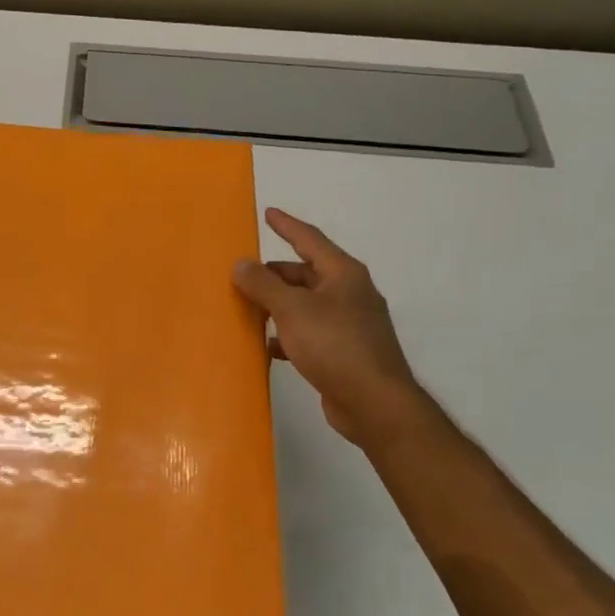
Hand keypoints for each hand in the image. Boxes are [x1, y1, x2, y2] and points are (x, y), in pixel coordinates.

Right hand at [233, 208, 430, 451]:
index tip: (268, 213)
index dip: (287, 225)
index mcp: (343, 274)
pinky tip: (267, 347)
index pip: (310, 239)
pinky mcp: (343, 352)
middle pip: (305, 274)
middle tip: (243, 276)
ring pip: (305, 305)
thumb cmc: (334, 345)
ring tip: (247, 309)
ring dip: (278, 306)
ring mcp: (349, 324)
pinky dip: (287, 335)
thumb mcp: (292, 310)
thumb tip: (241, 264)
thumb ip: (263, 285)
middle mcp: (349, 293)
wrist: (373, 402)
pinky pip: (308, 333)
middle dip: (275, 274)